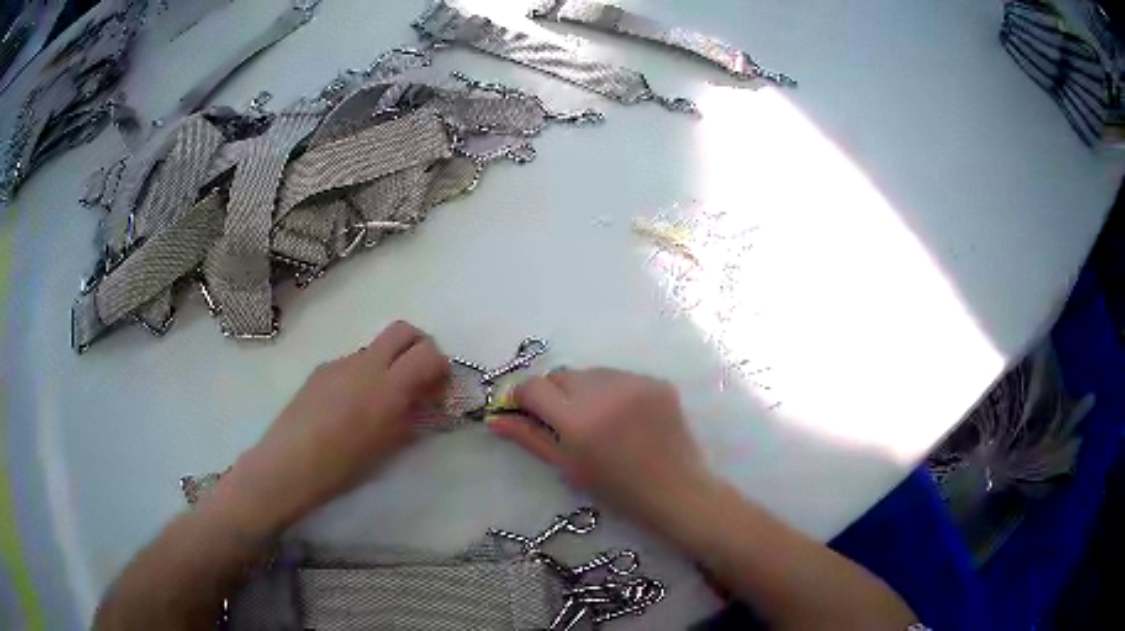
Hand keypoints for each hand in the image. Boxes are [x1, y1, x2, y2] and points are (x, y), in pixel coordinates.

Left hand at [220, 321, 449, 532]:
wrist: (289, 464)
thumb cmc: (343, 466)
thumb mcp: (388, 447)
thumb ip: (411, 418)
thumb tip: (424, 403)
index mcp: (387, 387)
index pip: (428, 353)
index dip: (440, 366)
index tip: (438, 388)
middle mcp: (365, 364)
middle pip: (402, 330)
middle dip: (419, 347)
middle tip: (419, 378)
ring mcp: (340, 363)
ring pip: (375, 348)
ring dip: (389, 364)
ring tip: (380, 402)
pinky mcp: (321, 370)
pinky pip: (352, 362)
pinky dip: (364, 375)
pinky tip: (350, 407)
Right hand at [489, 369, 715, 533]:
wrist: (675, 491)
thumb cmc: (616, 490)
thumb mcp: (567, 467)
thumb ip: (529, 438)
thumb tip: (494, 419)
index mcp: (577, 420)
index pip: (533, 387)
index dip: (523, 397)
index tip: (525, 411)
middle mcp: (604, 392)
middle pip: (561, 374)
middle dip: (555, 393)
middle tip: (566, 422)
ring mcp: (634, 383)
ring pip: (591, 373)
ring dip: (585, 390)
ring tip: (599, 420)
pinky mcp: (656, 381)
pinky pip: (621, 376)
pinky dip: (614, 391)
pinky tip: (625, 417)